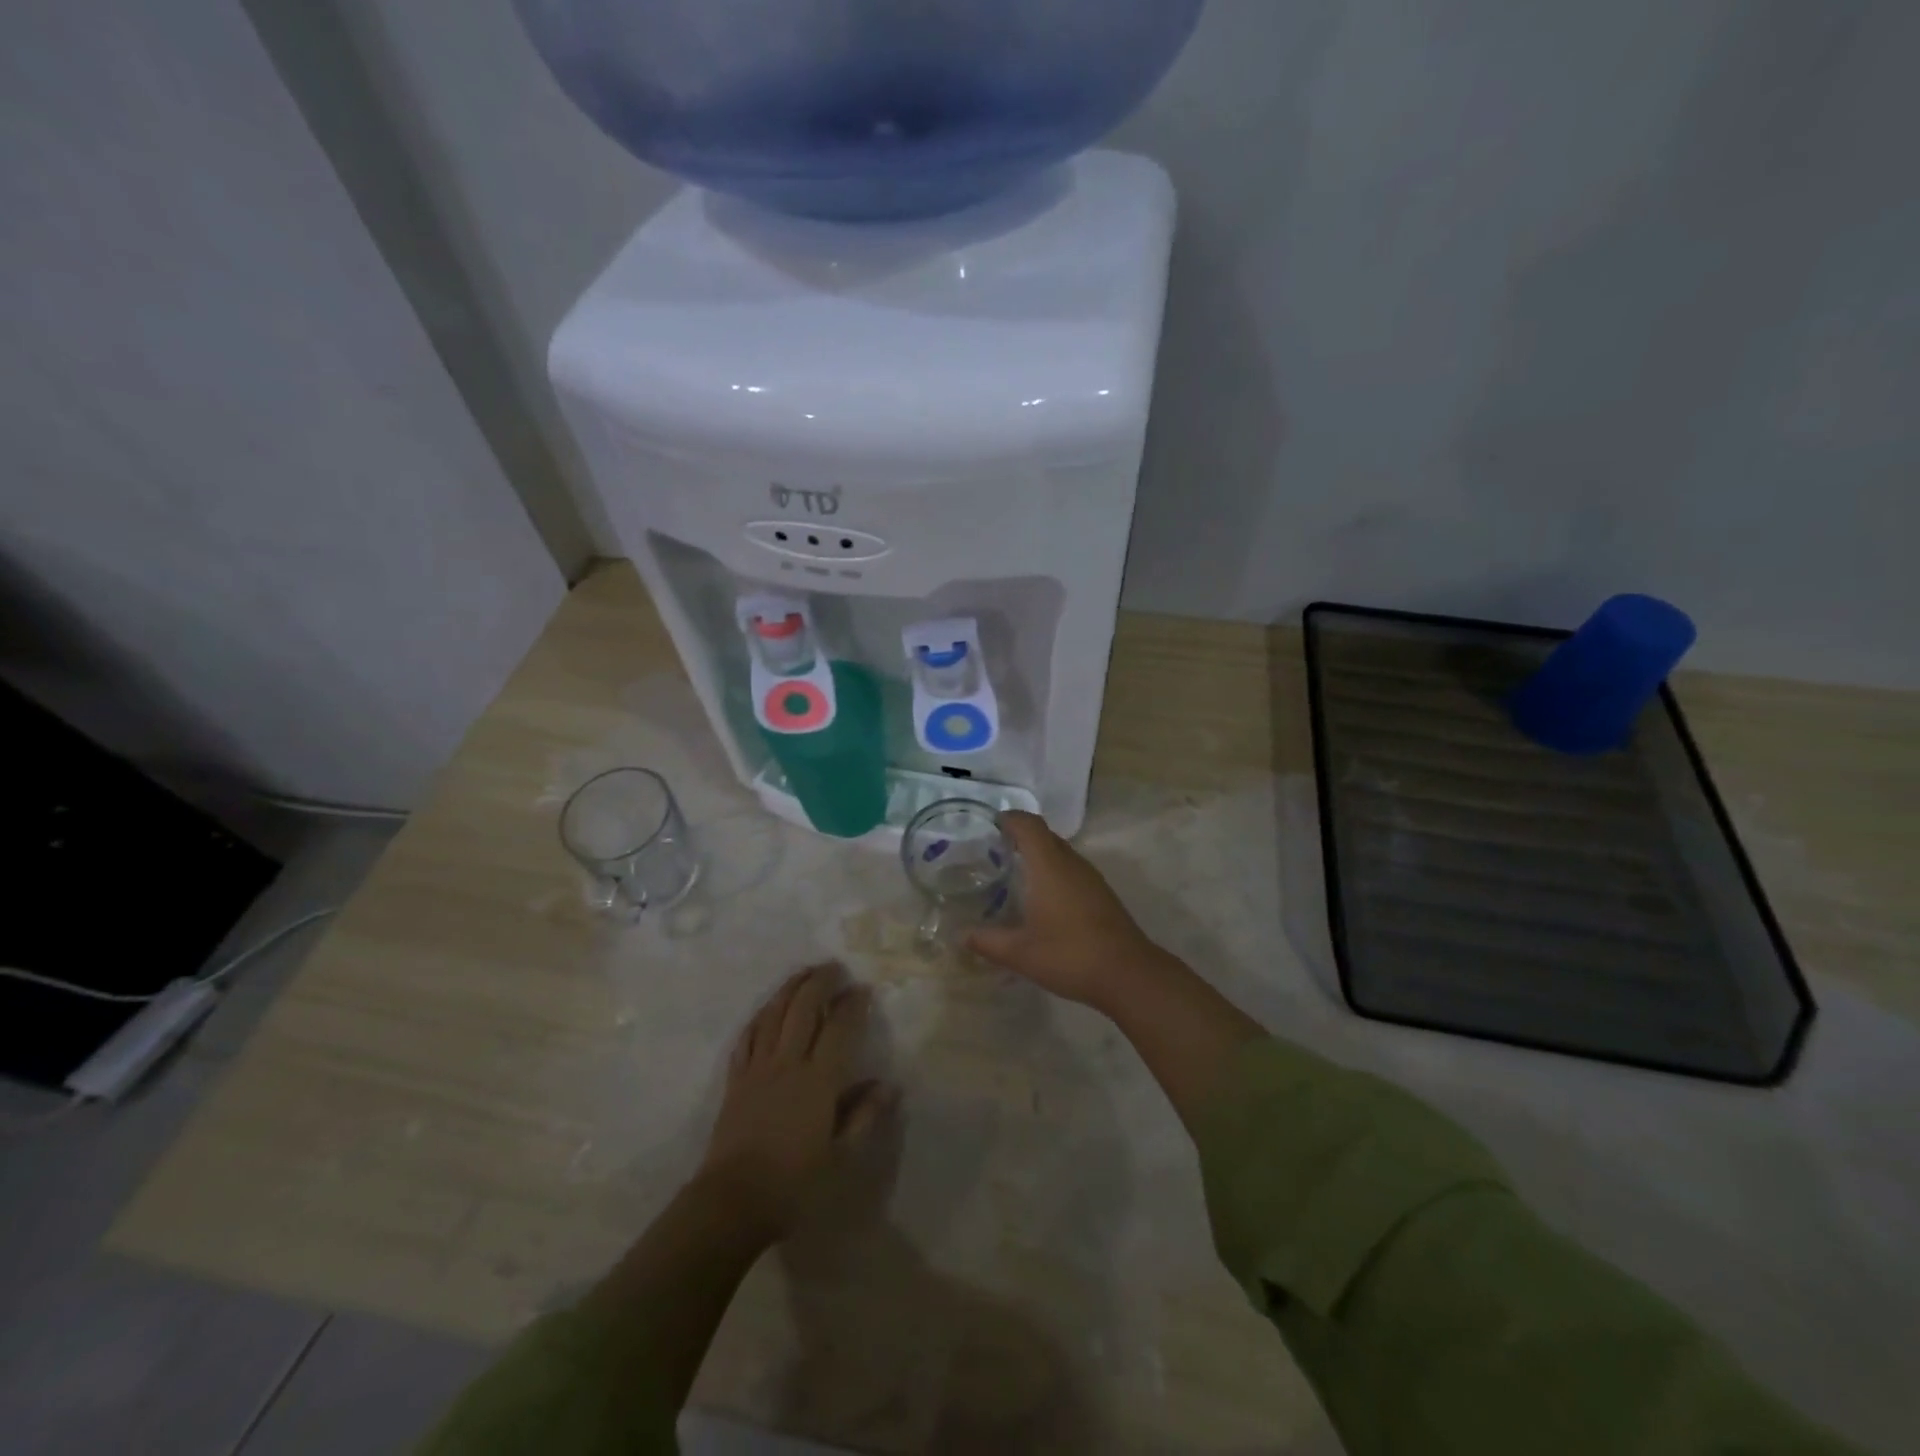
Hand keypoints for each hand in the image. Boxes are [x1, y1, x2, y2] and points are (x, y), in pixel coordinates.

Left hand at [697, 963, 892, 1240]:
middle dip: (820, 982)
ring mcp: (758, 1068)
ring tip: (804, 973)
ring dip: (790, 988)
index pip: (839, 1027)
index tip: (863, 989)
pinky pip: (748, 1036)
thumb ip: (864, 1117)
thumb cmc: (794, 1184)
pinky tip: (767, 1008)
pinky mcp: (736, 1079)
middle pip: (803, 1008)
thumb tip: (888, 1084)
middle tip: (834, 967)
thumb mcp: (841, 1158)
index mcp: (818, 1080)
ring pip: (774, 1014)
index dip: (852, 1004)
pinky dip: (761, 1016)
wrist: (732, 1202)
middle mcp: (788, 1063)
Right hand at [966, 812, 1169, 1010]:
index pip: (1029, 826)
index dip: (1010, 818)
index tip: (991, 822)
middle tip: (995, 848)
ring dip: (1039, 854)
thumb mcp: (1020, 953)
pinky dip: (1054, 872)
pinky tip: (1043, 898)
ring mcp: (1091, 878)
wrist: (1128, 974)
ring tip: (1015, 871)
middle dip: (1022, 835)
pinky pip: (1072, 870)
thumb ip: (987, 941)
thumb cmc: (1069, 955)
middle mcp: (1071, 864)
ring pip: (1061, 853)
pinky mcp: (1102, 894)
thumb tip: (961, 935)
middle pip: (1046, 835)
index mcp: (1049, 866)